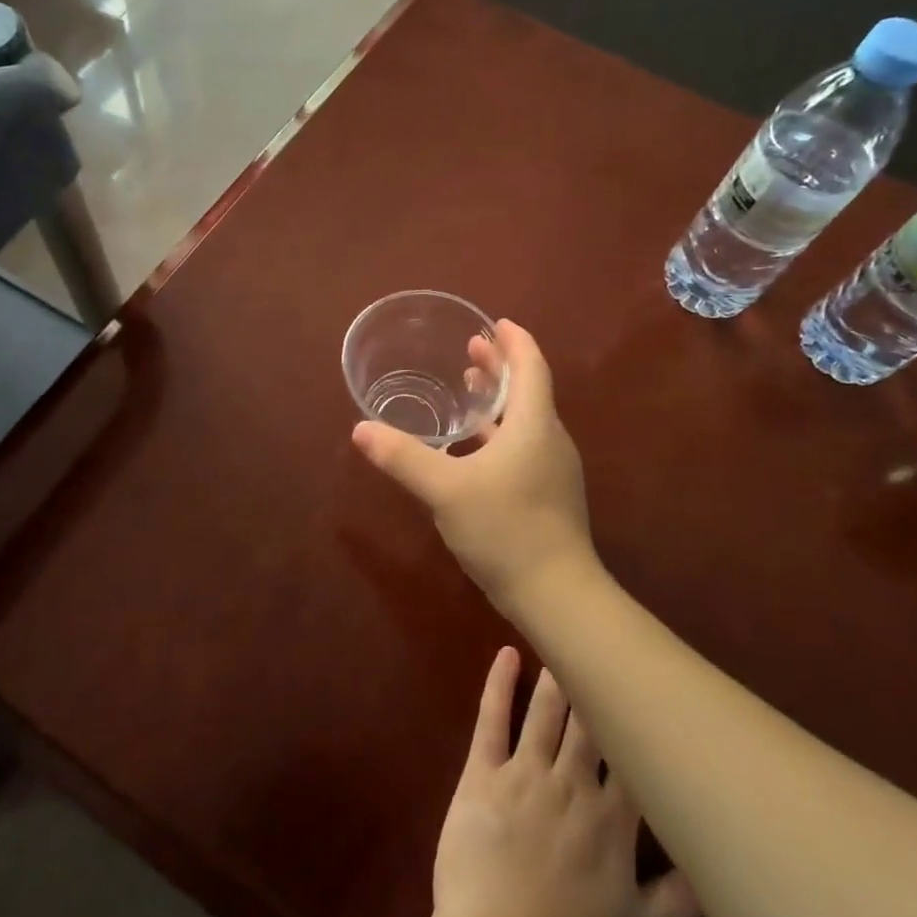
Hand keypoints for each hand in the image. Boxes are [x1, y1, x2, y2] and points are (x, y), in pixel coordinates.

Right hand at [352, 319, 595, 610]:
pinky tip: (474, 448)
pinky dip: (500, 433)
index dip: (515, 341)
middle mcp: (549, 440)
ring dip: (499, 401)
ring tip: (472, 388)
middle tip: (472, 350)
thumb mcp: (445, 490)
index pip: (531, 367)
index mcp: (534, 425)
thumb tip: (360, 430)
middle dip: (501, 367)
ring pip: (525, 420)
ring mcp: (552, 470)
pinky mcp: (547, 495)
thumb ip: (403, 457)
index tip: (496, 323)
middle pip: (528, 390)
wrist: (556, 594)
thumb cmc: (505, 529)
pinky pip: (523, 447)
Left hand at [426, 648, 699, 916]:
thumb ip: (680, 900)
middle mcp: (572, 783)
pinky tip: (506, 653)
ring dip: (558, 676)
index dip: (640, 723)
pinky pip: (492, 719)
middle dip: (598, 686)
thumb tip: (715, 865)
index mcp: (612, 820)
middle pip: (589, 724)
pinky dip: (498, 683)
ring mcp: (524, 772)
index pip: (633, 759)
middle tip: (604, 647)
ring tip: (565, 640)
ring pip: (546, 712)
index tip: (649, 690)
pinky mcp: (483, 771)